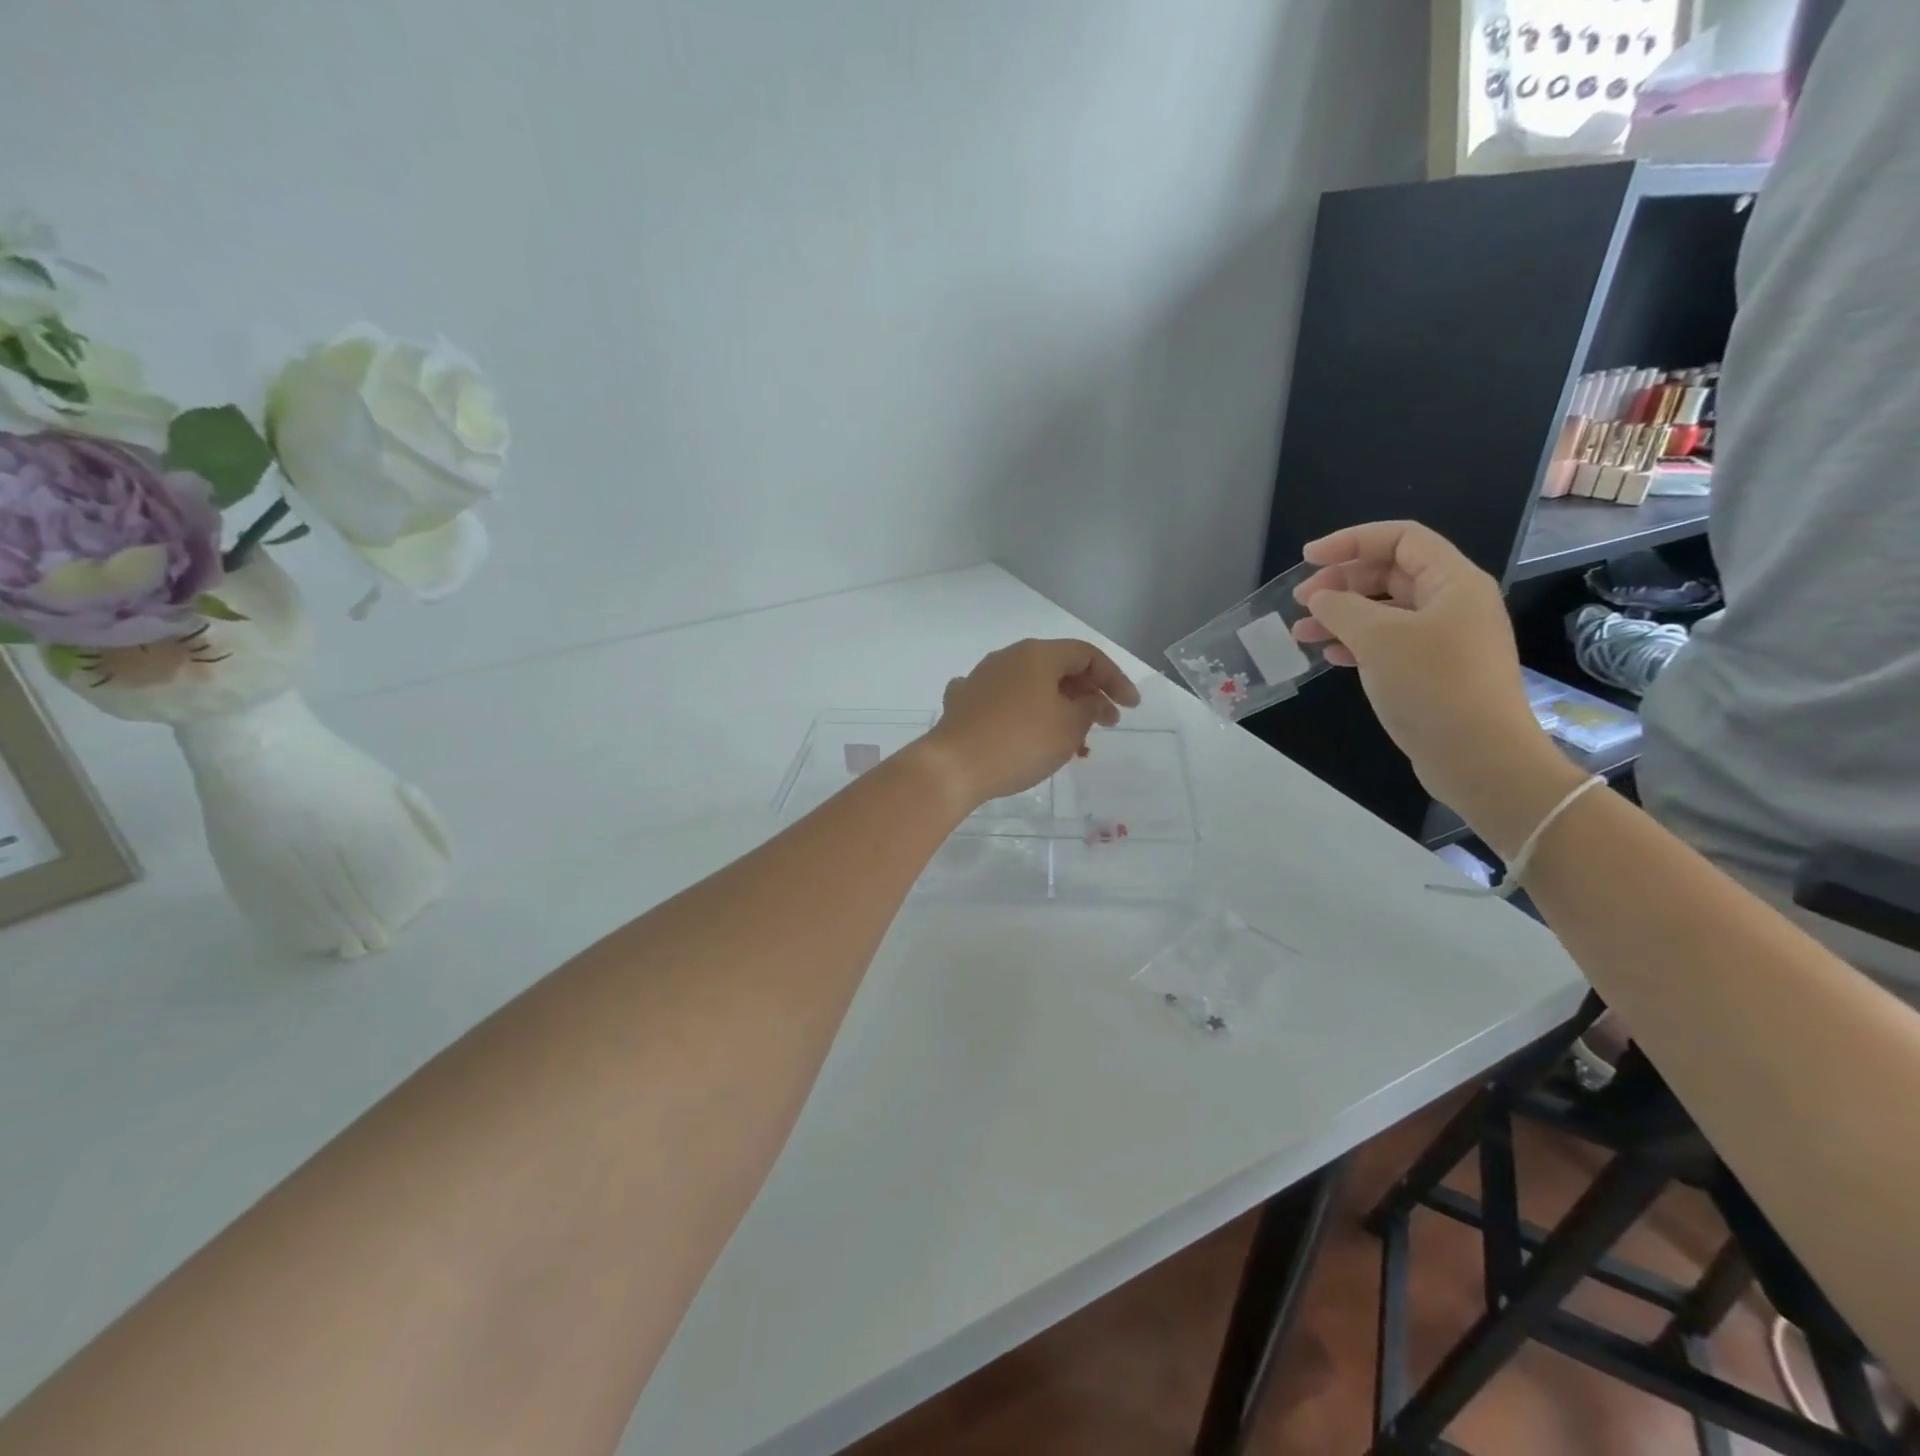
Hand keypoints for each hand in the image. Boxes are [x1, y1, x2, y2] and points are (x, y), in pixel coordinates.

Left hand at [919, 638, 1140, 807]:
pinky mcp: (963, 702)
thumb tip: (1092, 700)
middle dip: (1086, 694)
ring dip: (1057, 707)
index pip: (1087, 654)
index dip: (1115, 678)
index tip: (1131, 708)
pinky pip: (1003, 702)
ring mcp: (981, 678)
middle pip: (1057, 667)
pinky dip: (1023, 714)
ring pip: (1030, 686)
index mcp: (1037, 654)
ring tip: (1071, 739)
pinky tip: (1024, 729)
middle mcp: (1007, 657)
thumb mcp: (1069, 727)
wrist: (953, 766)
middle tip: (1105, 723)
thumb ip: (1090, 708)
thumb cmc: (1020, 742)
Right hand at [1291, 521, 1563, 814]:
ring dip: (1341, 616)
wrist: (1479, 757)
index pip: (1400, 538)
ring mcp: (1444, 639)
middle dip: (1341, 582)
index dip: (1351, 541)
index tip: (1308, 559)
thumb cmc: (1433, 686)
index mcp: (1452, 581)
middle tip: (1301, 601)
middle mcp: (1452, 603)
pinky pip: (1388, 643)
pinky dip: (1355, 643)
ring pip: (1384, 611)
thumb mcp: (1379, 638)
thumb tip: (1320, 597)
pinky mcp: (1433, 671)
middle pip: (1390, 574)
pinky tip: (1330, 656)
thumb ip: (1341, 608)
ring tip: (1301, 633)